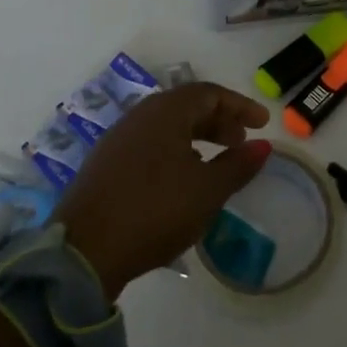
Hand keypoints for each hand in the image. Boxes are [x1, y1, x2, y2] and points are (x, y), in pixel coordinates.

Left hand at [53, 82, 271, 299]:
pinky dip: (174, 151)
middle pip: (187, 106)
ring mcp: (118, 139)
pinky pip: (149, 144)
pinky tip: (180, 180)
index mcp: (165, 111)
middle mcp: (140, 116)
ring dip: (197, 137)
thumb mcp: (207, 191)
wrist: (83, 252)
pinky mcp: (105, 164)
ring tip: (214, 162)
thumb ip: (238, 165)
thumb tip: (263, 145)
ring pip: (167, 126)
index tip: (262, 123)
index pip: (210, 94)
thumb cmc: (155, 211)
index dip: (240, 106)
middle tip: (240, 143)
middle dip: (219, 121)